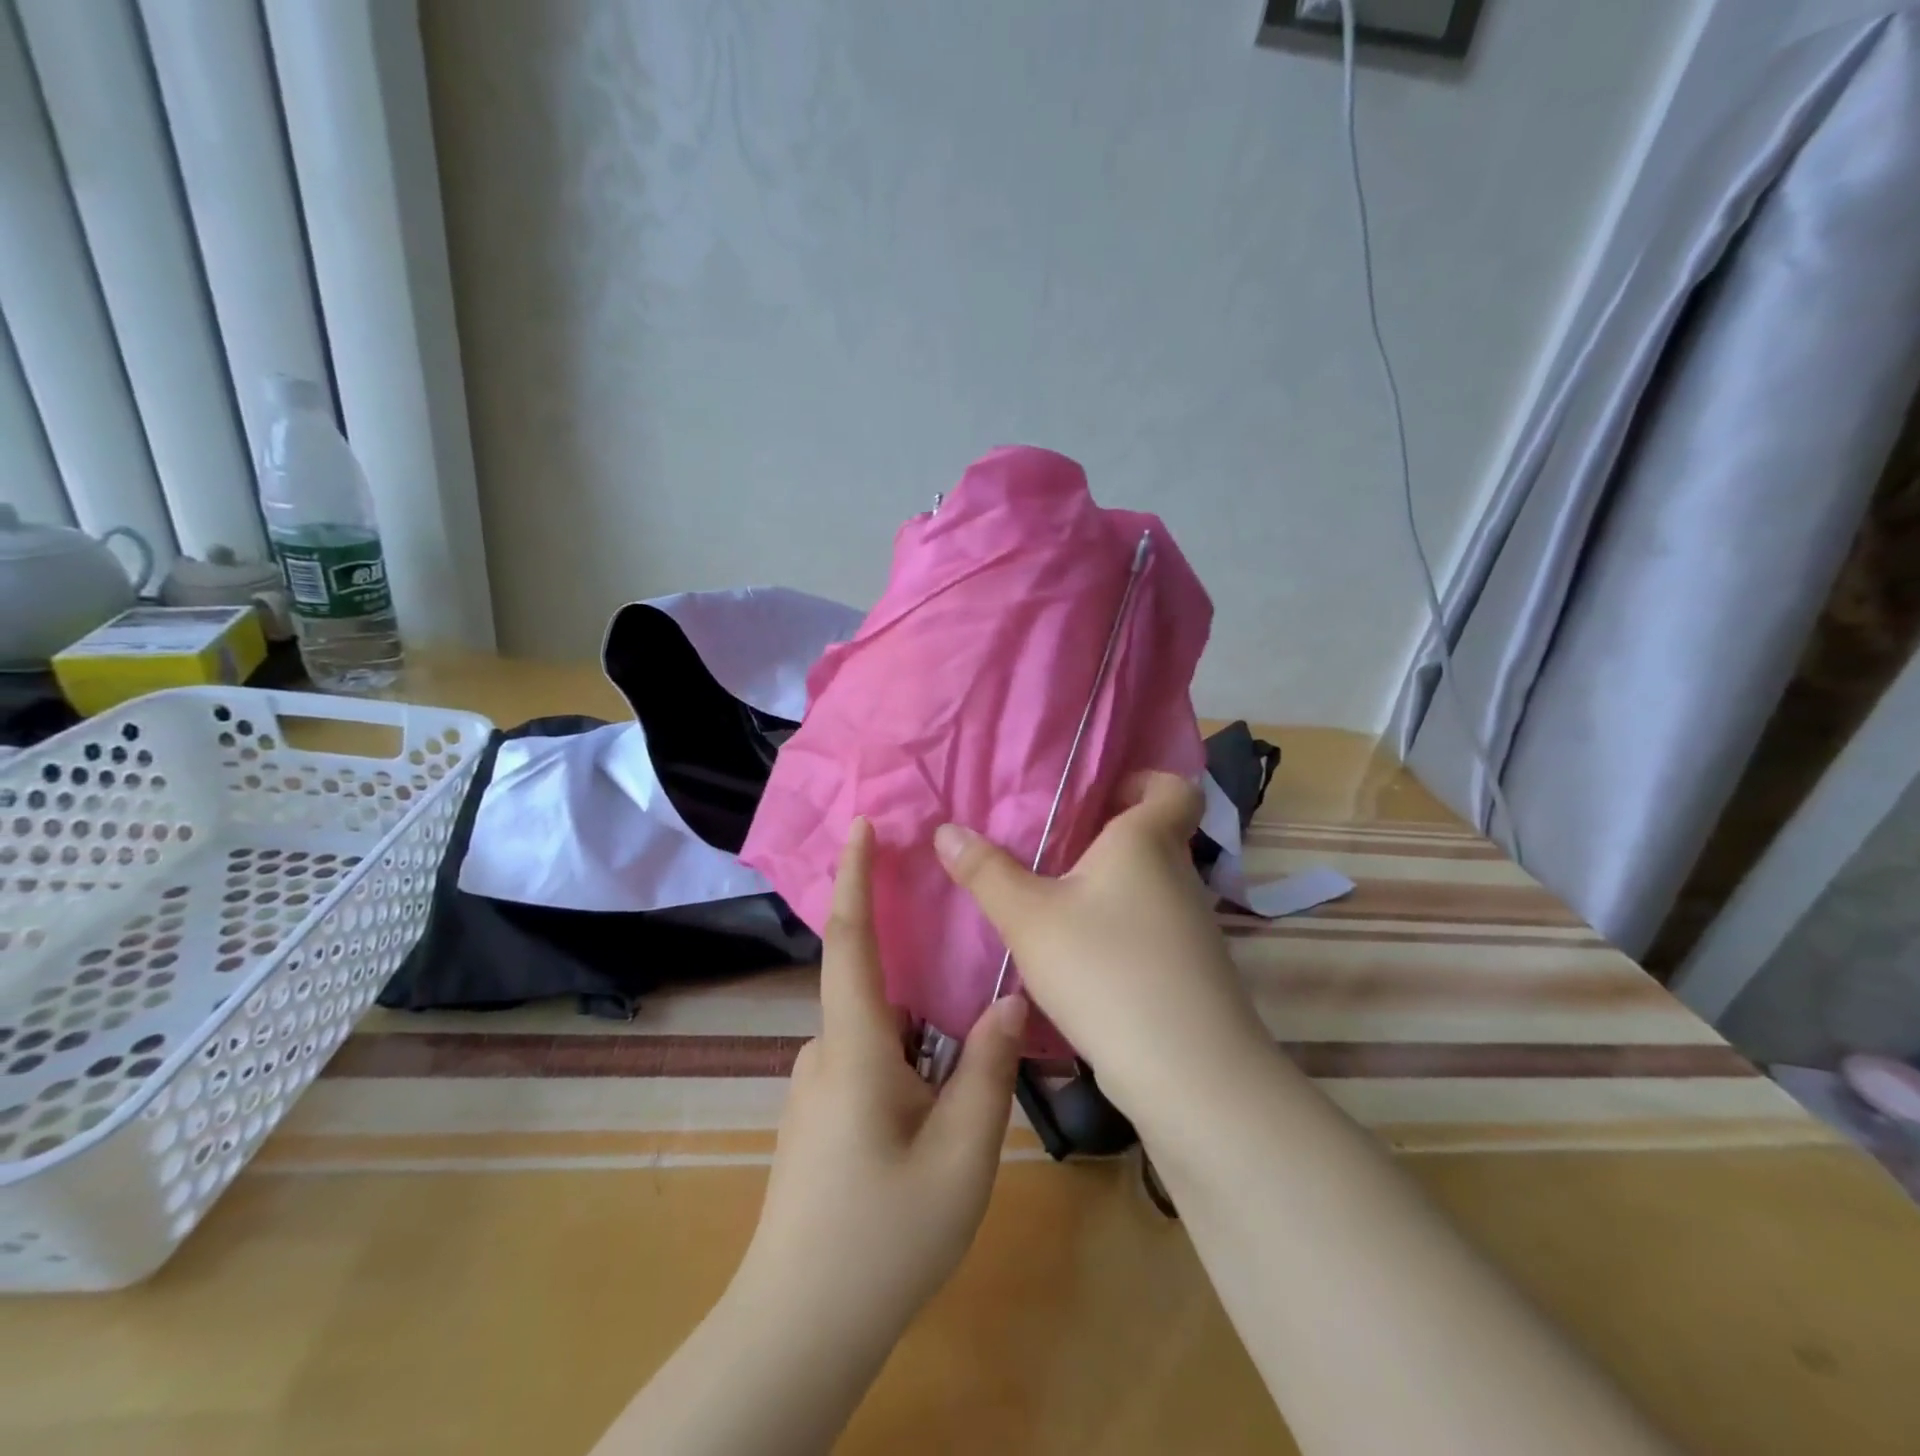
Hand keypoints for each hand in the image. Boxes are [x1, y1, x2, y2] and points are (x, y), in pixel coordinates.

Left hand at [740, 817, 1026, 1337]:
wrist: (798, 1329)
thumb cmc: (883, 1236)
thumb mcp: (960, 1155)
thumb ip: (987, 1070)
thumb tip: (1009, 1000)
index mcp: (855, 1048)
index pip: (849, 941)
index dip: (854, 877)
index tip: (862, 825)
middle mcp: (825, 1053)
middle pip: (874, 986)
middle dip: (914, 963)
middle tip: (966, 966)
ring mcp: (817, 1086)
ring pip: (879, 1031)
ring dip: (919, 1029)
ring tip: (965, 1064)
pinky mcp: (819, 1115)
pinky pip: (869, 1060)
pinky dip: (906, 1058)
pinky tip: (937, 1105)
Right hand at [933, 772, 1269, 1123]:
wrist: (1188, 1072)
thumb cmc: (1106, 969)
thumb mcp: (1029, 918)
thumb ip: (985, 872)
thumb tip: (945, 830)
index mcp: (1147, 841)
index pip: (1175, 787)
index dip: (1144, 781)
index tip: (1098, 796)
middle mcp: (1178, 874)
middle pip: (1151, 836)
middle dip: (1103, 837)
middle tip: (1047, 847)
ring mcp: (1191, 925)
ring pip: (1147, 885)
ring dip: (1107, 887)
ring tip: (1052, 900)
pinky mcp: (1189, 969)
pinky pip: (1150, 926)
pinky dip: (1118, 928)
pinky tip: (1079, 955)